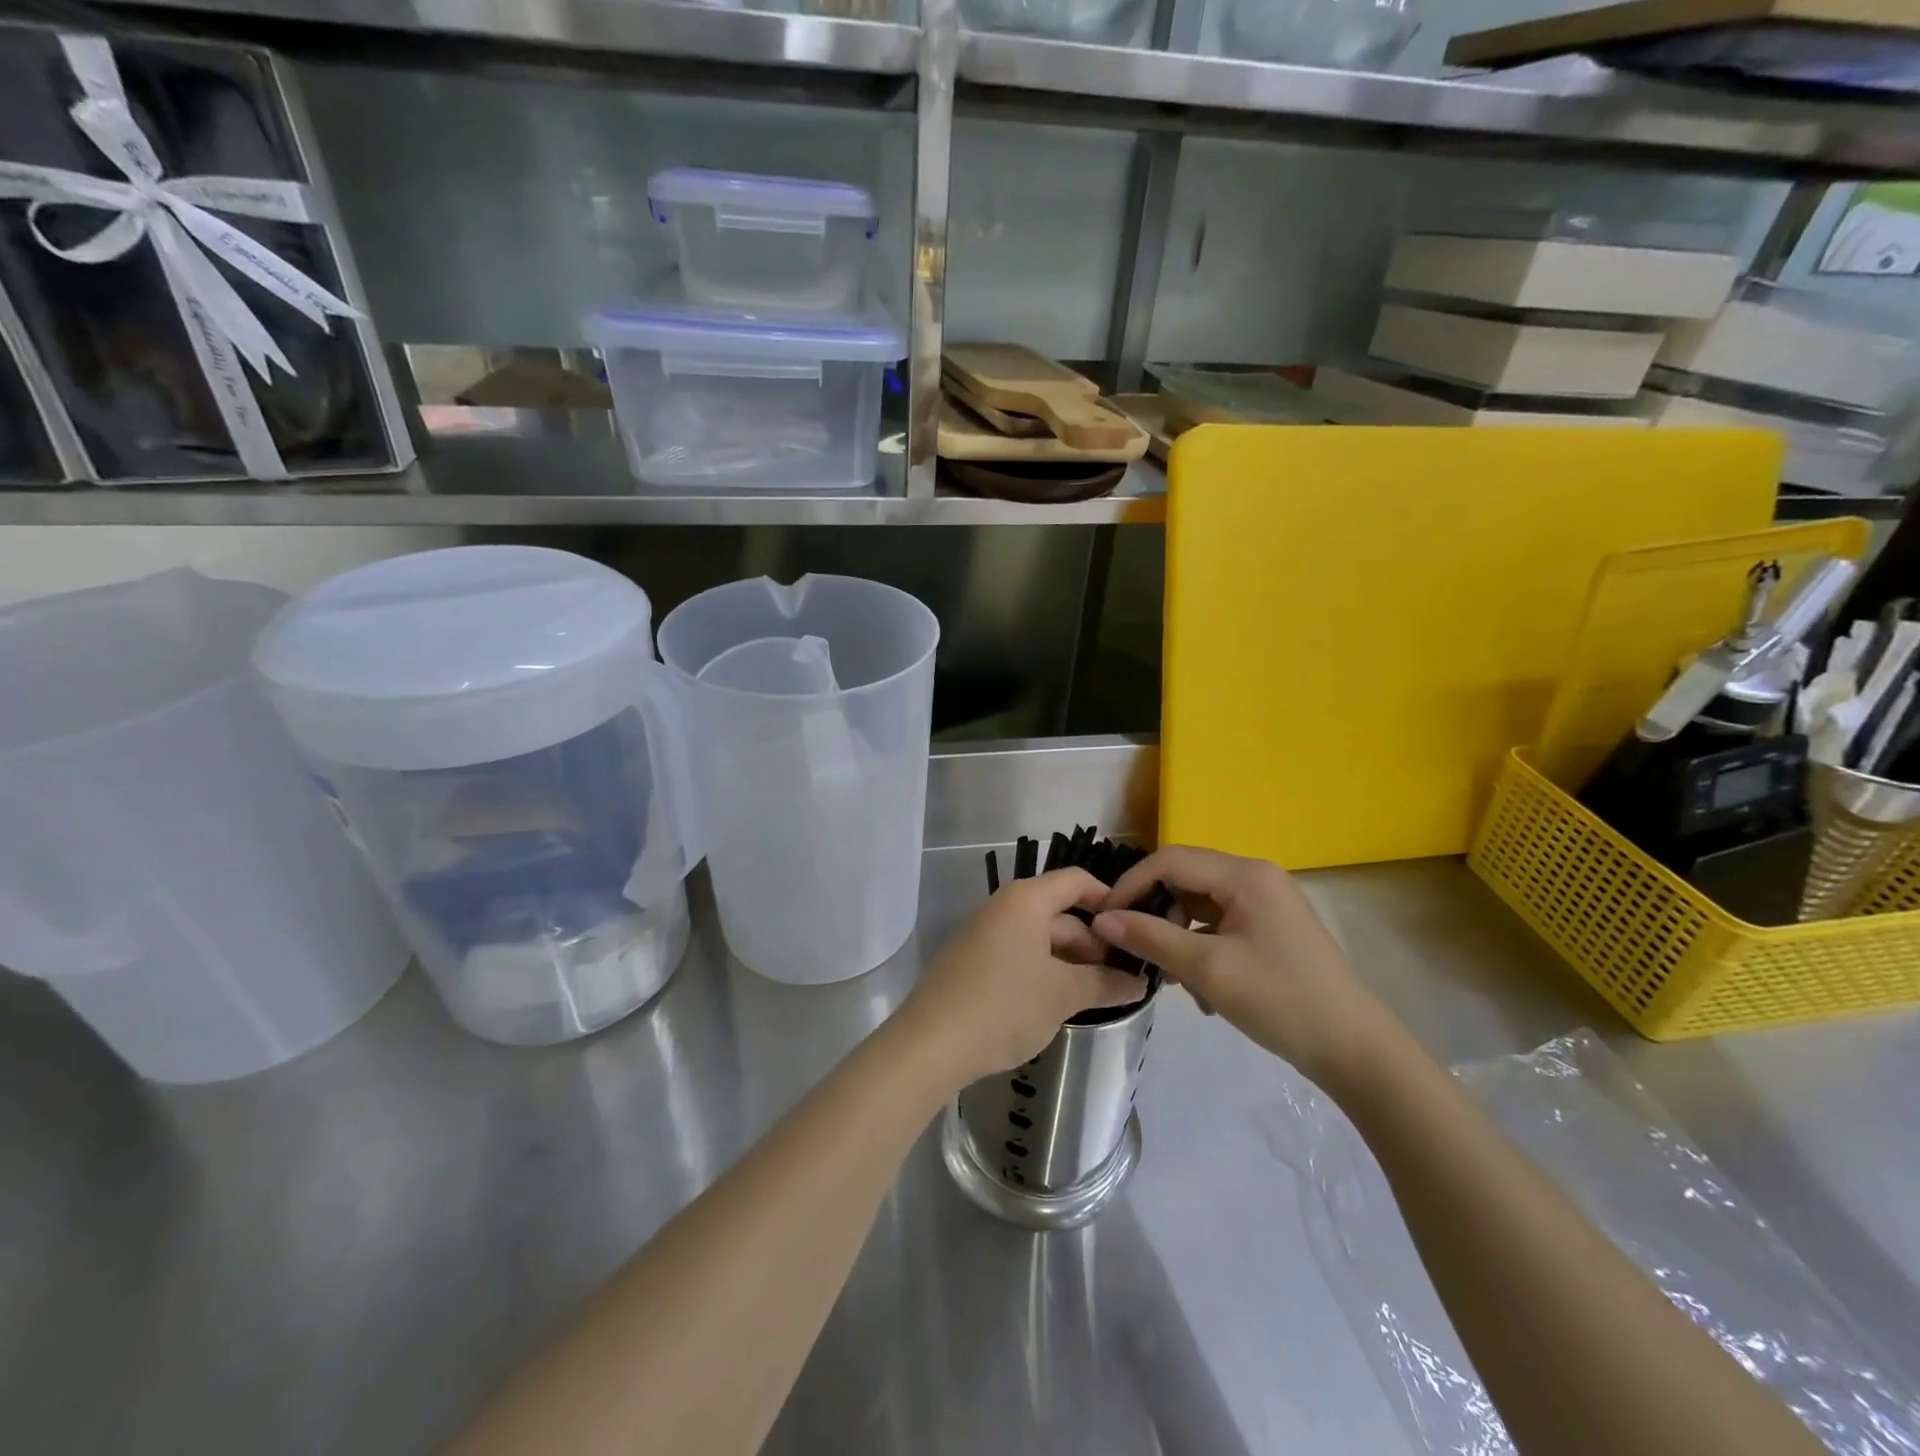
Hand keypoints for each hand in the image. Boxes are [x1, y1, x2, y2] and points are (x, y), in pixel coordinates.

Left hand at [897, 868, 1144, 1089]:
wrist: (930, 1044)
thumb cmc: (1004, 1005)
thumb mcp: (1063, 994)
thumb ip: (1105, 983)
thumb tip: (1138, 982)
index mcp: (1026, 900)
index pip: (1077, 881)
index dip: (1109, 900)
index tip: (1136, 933)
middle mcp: (1003, 907)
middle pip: (1060, 913)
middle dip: (1093, 943)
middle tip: (1124, 978)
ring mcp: (984, 935)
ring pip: (1039, 938)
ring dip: (1070, 962)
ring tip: (1098, 995)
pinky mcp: (972, 962)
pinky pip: (1019, 956)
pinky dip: (1043, 972)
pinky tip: (1058, 1003)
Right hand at [1091, 845, 1387, 1089]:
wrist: (1354, 1050)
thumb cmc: (1281, 1001)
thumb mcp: (1209, 970)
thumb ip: (1151, 939)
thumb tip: (1102, 920)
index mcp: (1246, 874)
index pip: (1171, 860)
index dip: (1132, 884)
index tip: (1105, 918)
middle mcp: (1255, 877)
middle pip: (1185, 880)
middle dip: (1156, 914)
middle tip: (1135, 951)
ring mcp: (1265, 903)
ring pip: (1199, 907)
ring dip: (1177, 938)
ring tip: (1172, 980)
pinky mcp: (1269, 928)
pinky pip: (1218, 926)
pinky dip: (1200, 950)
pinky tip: (1201, 991)